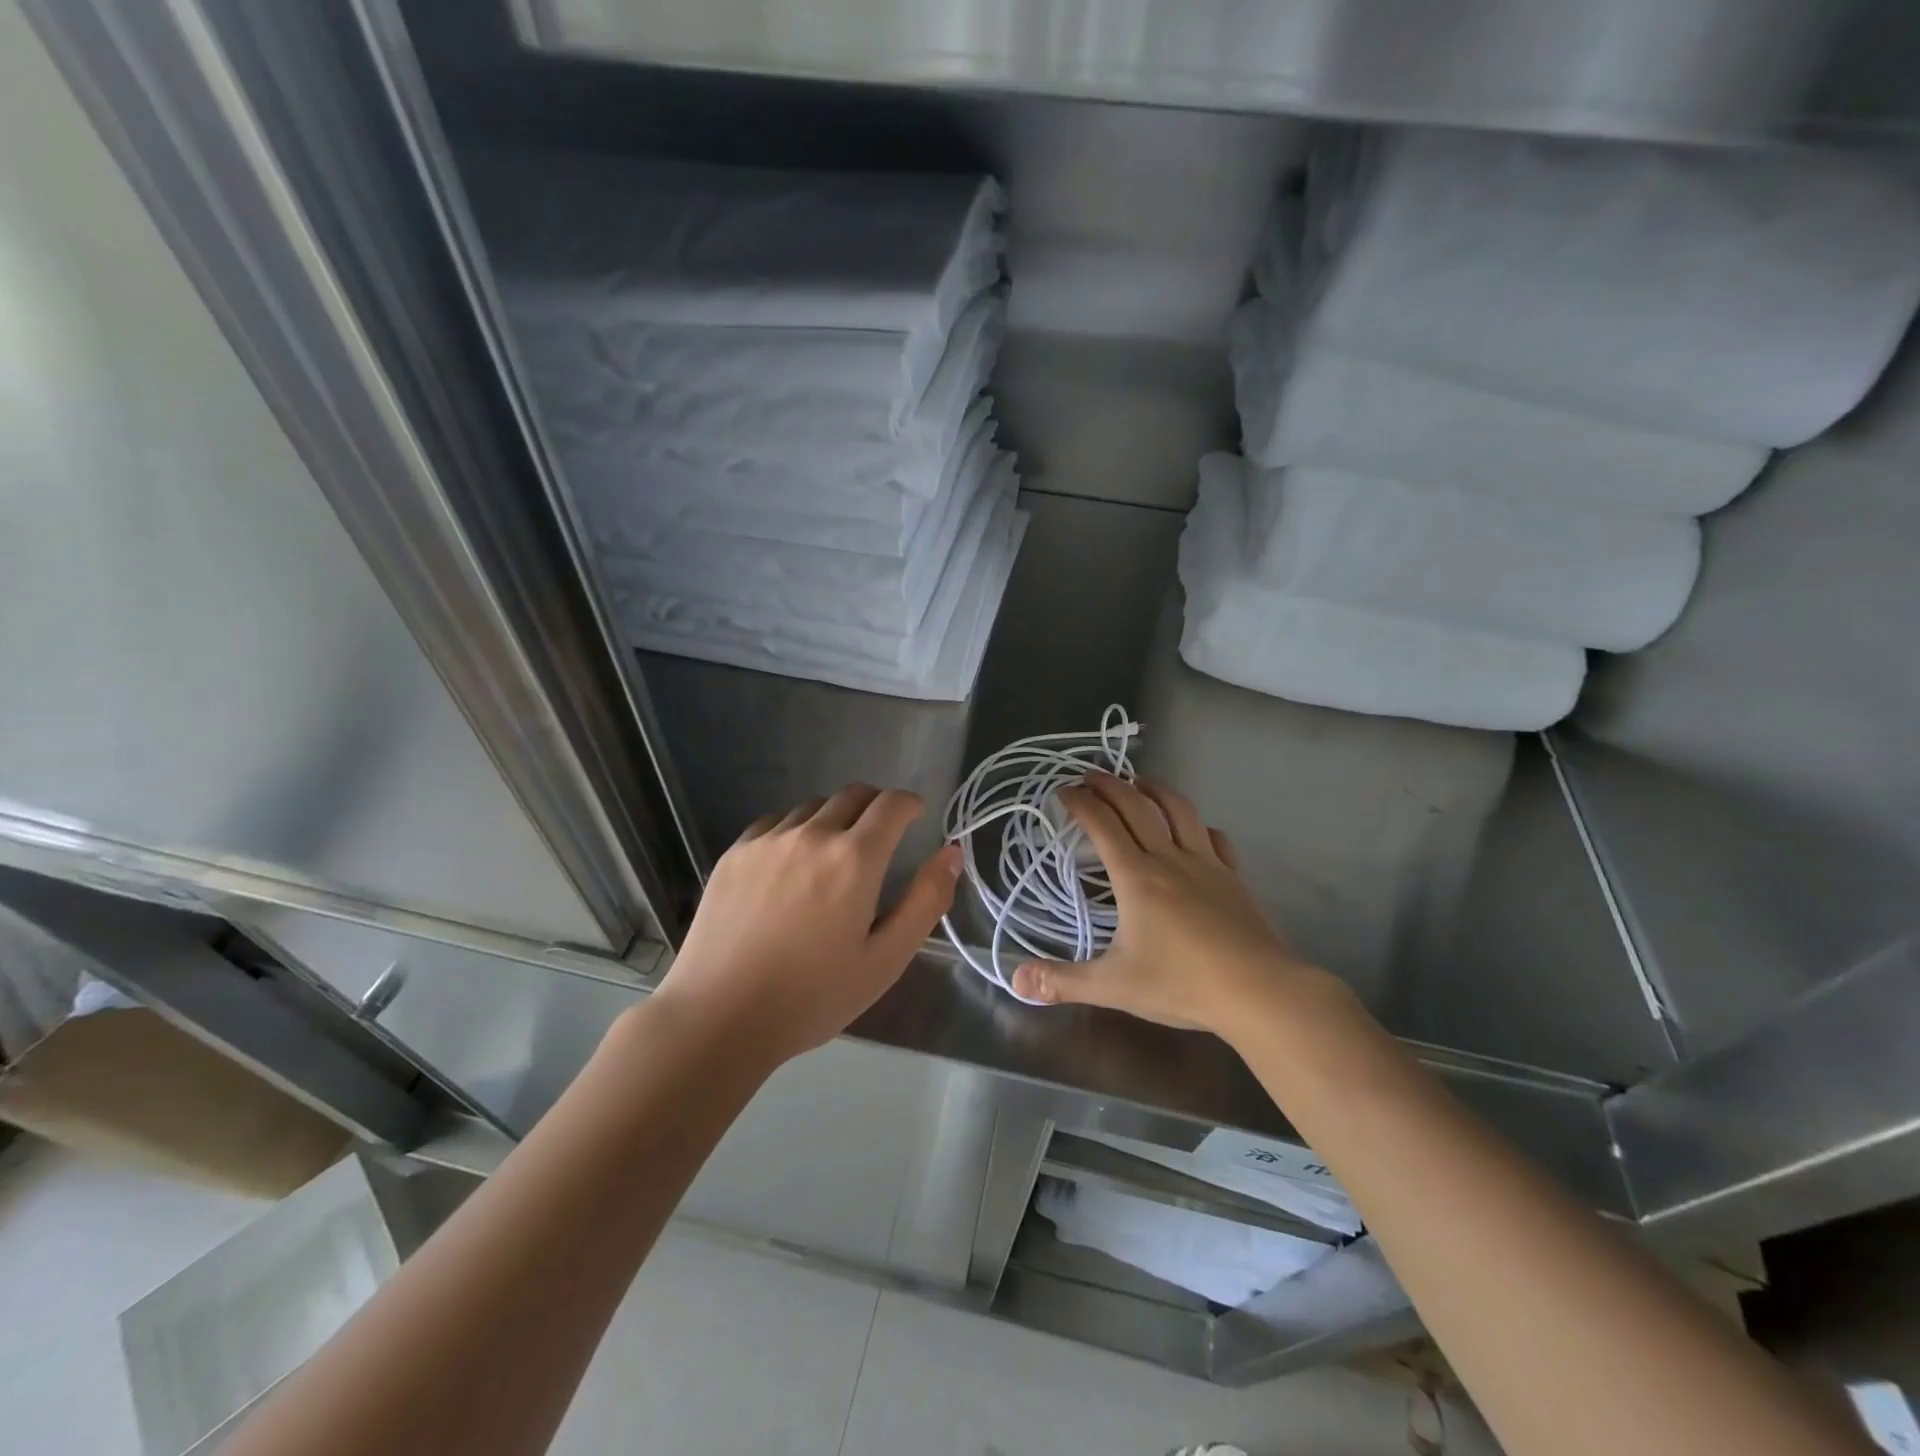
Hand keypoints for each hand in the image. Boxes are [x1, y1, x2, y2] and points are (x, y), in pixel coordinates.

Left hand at [653, 784, 960, 1064]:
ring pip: (813, 806)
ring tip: (835, 852)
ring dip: (835, 817)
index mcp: (855, 859)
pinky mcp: (734, 854)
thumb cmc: (813, 996)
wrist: (719, 1018)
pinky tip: (791, 863)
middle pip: (853, 794)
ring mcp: (767, 841)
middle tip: (882, 834)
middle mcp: (812, 835)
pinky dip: (796, 829)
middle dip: (876, 805)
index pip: (891, 804)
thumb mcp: (886, 959)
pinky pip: (775, 822)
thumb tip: (952, 853)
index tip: (915, 816)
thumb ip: (925, 900)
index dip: (909, 804)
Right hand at [1011, 773, 1323, 1038]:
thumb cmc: (1182, 984)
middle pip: (1138, 806)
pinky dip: (1197, 825)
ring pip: (1179, 811)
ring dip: (1155, 789)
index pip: (1103, 825)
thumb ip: (1063, 981)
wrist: (1259, 991)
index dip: (1081, 803)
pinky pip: (1214, 838)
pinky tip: (1194, 829)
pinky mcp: (1234, 878)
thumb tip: (1017, 980)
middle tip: (1090, 775)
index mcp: (1137, 877)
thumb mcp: (1114, 986)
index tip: (1063, 790)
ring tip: (1139, 782)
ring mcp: (1207, 864)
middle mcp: (1170, 859)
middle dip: (1110, 785)